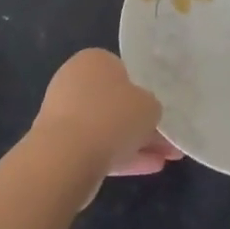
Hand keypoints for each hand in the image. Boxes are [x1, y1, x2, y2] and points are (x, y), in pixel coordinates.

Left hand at [32, 49, 182, 179]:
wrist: (67, 157)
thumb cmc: (113, 116)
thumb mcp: (149, 106)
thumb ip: (151, 106)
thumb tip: (145, 113)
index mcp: (94, 60)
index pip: (123, 71)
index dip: (143, 91)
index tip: (158, 111)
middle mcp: (75, 81)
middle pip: (116, 103)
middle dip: (142, 123)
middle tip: (168, 141)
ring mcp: (65, 114)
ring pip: (108, 128)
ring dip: (136, 143)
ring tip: (167, 159)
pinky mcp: (61, 145)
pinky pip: (97, 148)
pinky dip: (121, 157)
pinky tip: (150, 168)